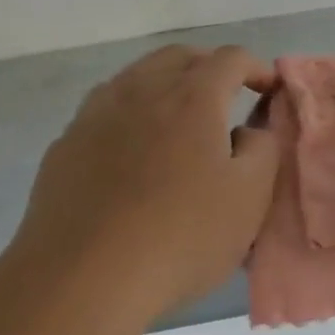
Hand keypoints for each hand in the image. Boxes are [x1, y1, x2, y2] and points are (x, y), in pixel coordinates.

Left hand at [7, 45, 278, 326]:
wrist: (81, 277)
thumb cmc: (180, 236)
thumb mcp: (249, 199)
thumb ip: (263, 150)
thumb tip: (249, 130)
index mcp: (192, 97)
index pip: (230, 59)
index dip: (255, 67)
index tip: (268, 88)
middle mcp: (142, 90)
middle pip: (179, 56)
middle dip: (208, 66)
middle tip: (226, 94)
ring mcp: (97, 113)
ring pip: (137, 76)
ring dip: (165, 84)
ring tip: (177, 118)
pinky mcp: (66, 143)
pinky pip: (105, 109)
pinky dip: (130, 113)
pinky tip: (130, 150)